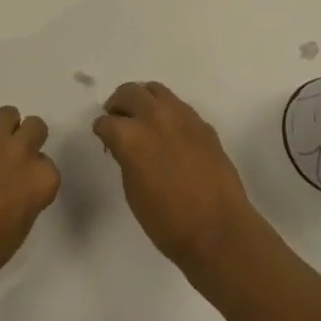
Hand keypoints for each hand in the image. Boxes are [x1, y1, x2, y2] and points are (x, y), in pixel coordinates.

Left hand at [0, 106, 60, 296]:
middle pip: (35, 127)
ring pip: (9, 114)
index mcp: (39, 180)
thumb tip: (19, 189)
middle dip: (28, 141)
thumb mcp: (18, 231)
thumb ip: (26, 199)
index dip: (36, 178)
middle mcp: (20, 154)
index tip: (24, 191)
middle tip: (13, 163)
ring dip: (5, 130)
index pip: (49, 166)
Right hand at [94, 81, 259, 271]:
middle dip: (118, 104)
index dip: (102, 131)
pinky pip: (178, 105)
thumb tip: (125, 147)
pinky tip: (168, 131)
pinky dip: (166, 111)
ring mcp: (182, 116)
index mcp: (131, 136)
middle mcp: (154, 117)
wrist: (219, 230)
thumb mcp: (132, 192)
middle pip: (128, 92)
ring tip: (142, 117)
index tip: (104, 139)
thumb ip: (126, 158)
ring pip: (155, 90)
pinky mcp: (202, 123)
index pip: (106, 122)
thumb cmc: (168, 221)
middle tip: (118, 119)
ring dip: (143, 99)